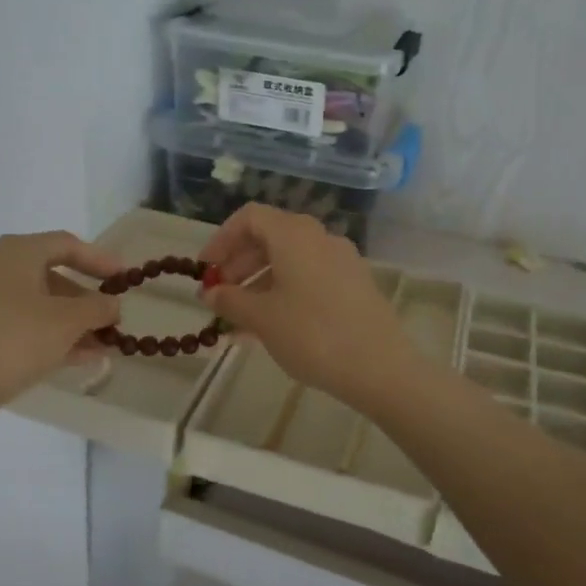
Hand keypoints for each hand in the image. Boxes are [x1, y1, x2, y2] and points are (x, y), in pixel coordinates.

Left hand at [0, 231, 124, 407]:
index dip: (99, 259)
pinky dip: (52, 337)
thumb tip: (112, 304)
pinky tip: (80, 358)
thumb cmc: (14, 339)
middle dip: (87, 299)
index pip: (66, 244)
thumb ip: (97, 308)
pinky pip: (24, 328)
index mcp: (16, 253)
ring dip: (74, 323)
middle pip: (52, 277)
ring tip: (105, 345)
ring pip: (39, 306)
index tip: (125, 278)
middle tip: (114, 318)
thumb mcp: (67, 321)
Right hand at [197, 204, 422, 410]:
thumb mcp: (262, 318)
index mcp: (294, 234)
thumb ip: (230, 300)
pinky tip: (270, 327)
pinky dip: (284, 293)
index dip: (221, 240)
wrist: (380, 367)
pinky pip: (309, 278)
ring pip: (289, 261)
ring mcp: (342, 261)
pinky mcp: (355, 285)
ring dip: (259, 283)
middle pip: (270, 237)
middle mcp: (320, 238)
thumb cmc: (312, 334)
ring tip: (238, 320)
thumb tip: (211, 292)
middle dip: (239, 264)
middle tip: (219, 295)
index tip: (205, 270)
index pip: (249, 217)